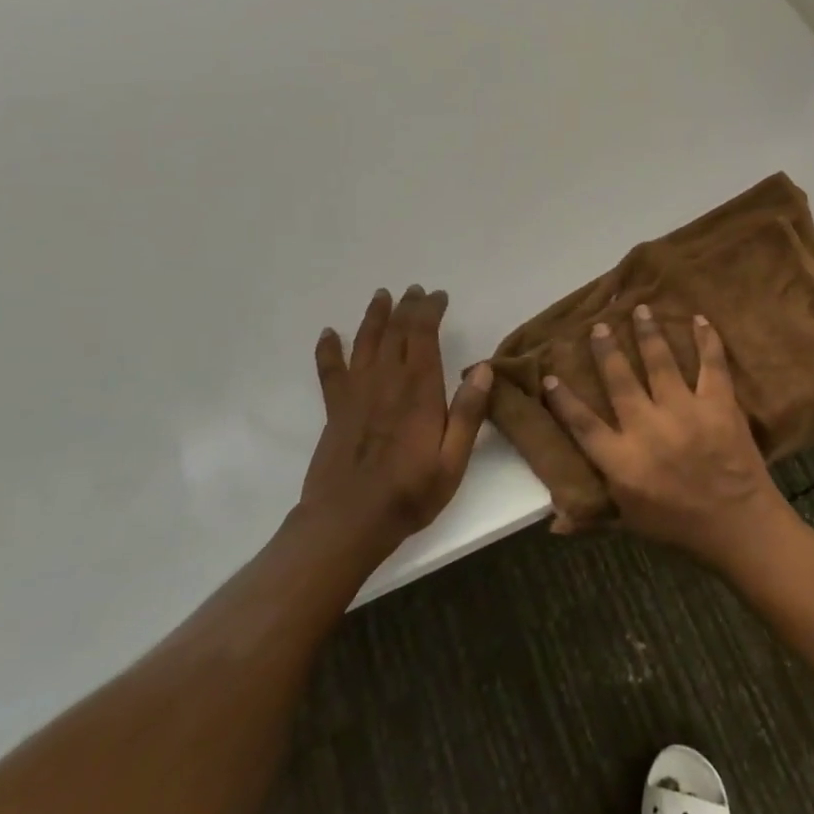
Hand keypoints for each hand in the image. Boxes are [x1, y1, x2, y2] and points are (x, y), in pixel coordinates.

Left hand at [302, 286, 493, 562]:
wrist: (347, 523)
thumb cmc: (409, 494)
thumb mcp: (453, 461)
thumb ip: (468, 413)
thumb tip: (483, 369)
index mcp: (419, 390)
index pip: (423, 334)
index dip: (430, 309)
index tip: (438, 296)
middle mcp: (386, 381)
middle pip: (395, 331)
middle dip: (407, 306)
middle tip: (416, 291)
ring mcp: (356, 393)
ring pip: (365, 341)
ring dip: (374, 316)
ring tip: (382, 296)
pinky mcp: (336, 409)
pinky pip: (330, 370)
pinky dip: (329, 349)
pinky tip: (330, 334)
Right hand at [542, 306, 790, 567]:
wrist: (740, 527)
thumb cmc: (679, 527)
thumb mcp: (630, 524)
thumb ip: (592, 516)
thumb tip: (553, 521)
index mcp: (622, 460)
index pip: (583, 424)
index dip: (564, 400)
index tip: (550, 375)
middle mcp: (647, 428)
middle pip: (620, 380)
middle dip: (607, 350)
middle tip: (599, 326)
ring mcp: (684, 411)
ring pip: (660, 362)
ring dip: (648, 333)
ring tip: (641, 309)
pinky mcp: (718, 404)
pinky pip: (711, 364)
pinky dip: (706, 340)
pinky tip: (698, 319)